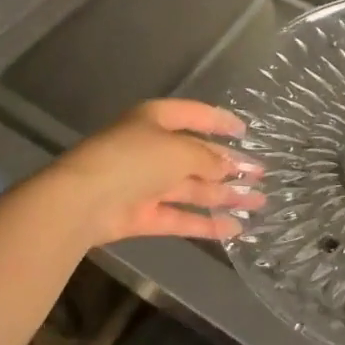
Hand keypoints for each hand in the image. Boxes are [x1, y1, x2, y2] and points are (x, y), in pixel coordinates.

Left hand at [32, 100, 263, 247]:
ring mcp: (146, 183)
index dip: (221, 122)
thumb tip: (229, 167)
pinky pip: (180, 216)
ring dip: (224, 195)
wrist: (82, 201)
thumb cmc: (133, 159)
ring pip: (192, 188)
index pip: (196, 115)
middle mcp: (152, 148)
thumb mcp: (179, 151)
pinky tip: (234, 229)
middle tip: (262, 174)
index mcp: (157, 119)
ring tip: (259, 201)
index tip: (246, 131)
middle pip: (197, 155)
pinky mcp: (142, 215)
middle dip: (229, 165)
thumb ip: (208, 159)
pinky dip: (206, 223)